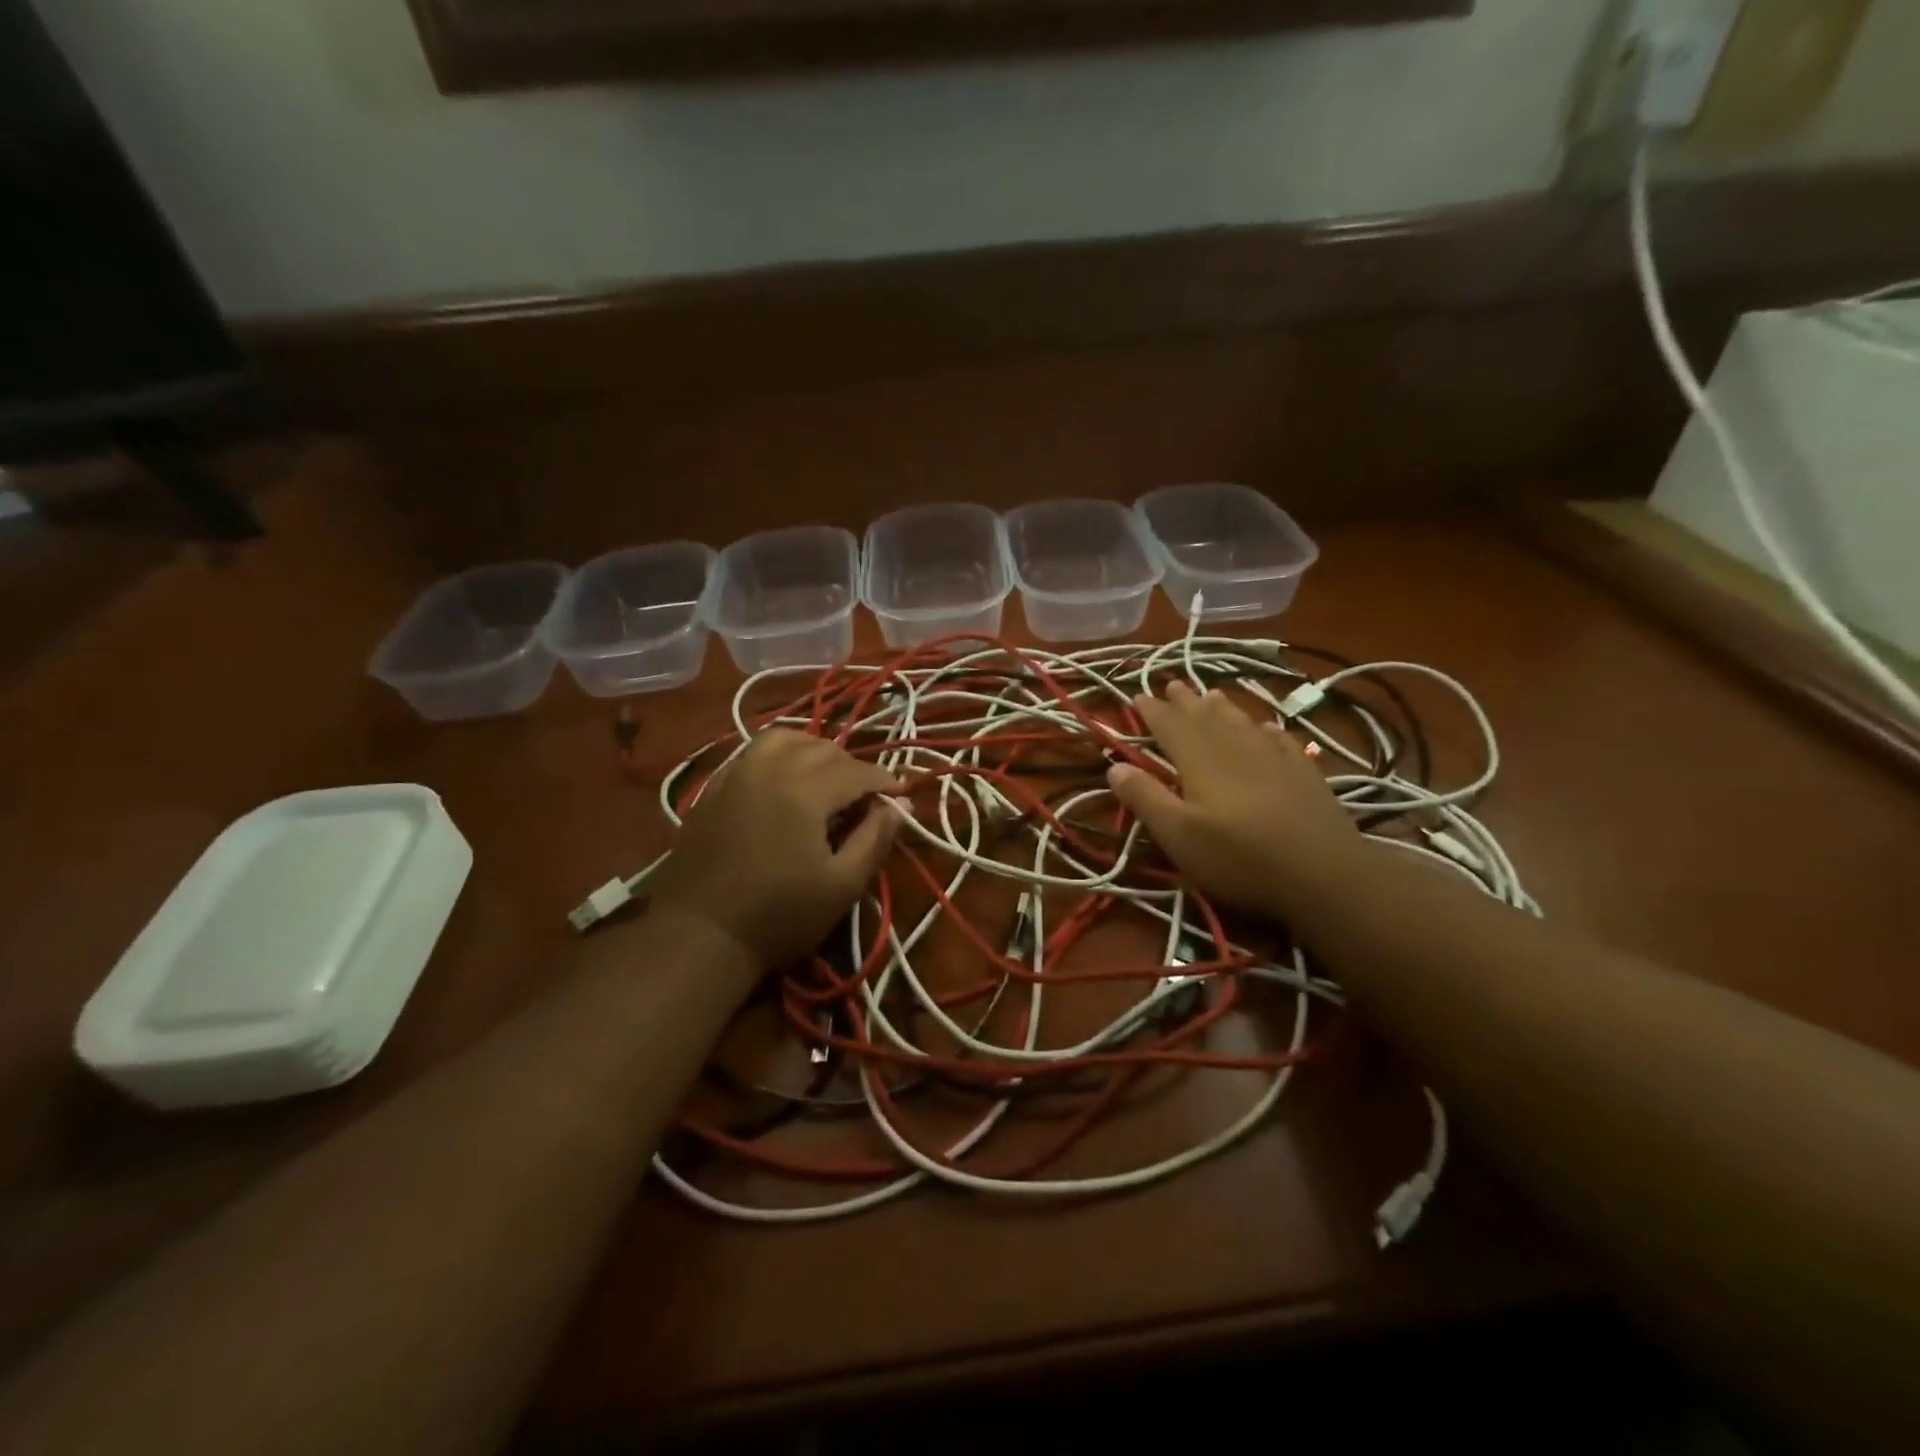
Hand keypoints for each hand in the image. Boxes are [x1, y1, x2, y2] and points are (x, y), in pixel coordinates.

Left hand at [647, 728, 902, 967]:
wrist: (699, 936)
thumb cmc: (779, 916)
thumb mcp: (842, 885)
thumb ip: (876, 838)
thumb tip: (902, 807)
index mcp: (805, 790)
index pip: (856, 771)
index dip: (883, 781)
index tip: (900, 795)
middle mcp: (769, 768)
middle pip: (822, 748)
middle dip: (852, 767)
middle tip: (865, 797)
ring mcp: (735, 774)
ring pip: (783, 739)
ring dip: (813, 751)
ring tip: (825, 777)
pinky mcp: (712, 788)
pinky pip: (752, 752)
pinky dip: (778, 755)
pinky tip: (784, 781)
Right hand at [1107, 682, 1361, 918]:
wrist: (1323, 874)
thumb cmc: (1239, 857)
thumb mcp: (1179, 836)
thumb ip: (1146, 798)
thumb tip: (1115, 766)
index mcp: (1200, 760)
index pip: (1170, 726)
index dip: (1152, 710)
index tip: (1137, 696)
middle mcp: (1235, 748)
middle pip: (1205, 717)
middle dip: (1185, 701)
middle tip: (1171, 684)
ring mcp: (1274, 757)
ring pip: (1242, 721)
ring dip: (1222, 707)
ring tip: (1211, 695)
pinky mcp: (1304, 772)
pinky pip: (1280, 738)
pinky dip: (1266, 728)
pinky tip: (1266, 728)